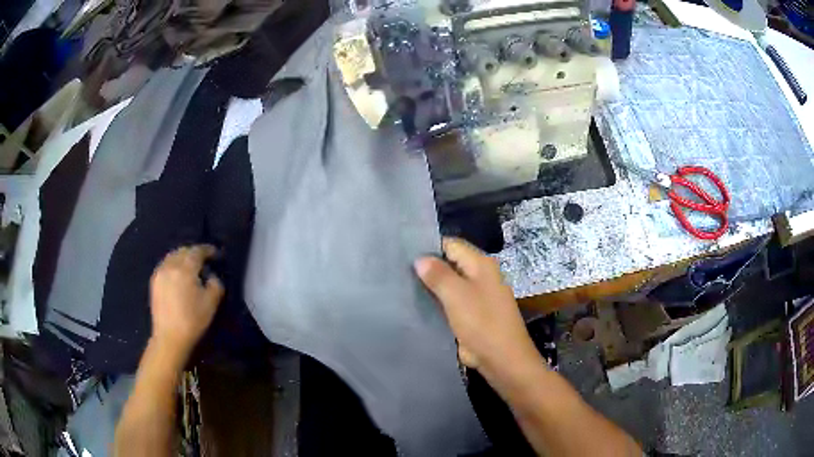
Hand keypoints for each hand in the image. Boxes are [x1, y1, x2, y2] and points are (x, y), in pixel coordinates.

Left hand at [149, 245, 223, 357]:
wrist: (169, 337)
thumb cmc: (192, 321)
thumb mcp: (211, 304)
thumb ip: (215, 284)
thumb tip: (211, 277)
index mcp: (185, 269)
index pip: (197, 252)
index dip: (207, 250)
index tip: (215, 253)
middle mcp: (170, 266)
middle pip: (183, 251)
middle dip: (194, 252)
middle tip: (203, 259)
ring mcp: (160, 273)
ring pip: (172, 256)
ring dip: (182, 257)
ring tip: (190, 265)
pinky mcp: (154, 281)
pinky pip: (165, 265)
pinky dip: (173, 264)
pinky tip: (177, 274)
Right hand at [414, 238, 538, 375]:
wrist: (502, 359)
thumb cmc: (481, 323)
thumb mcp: (457, 295)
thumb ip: (438, 274)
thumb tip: (420, 259)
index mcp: (481, 264)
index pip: (451, 245)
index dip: (428, 247)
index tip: (402, 252)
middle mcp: (480, 276)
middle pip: (450, 264)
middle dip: (427, 268)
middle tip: (397, 270)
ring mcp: (476, 296)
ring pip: (449, 285)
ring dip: (430, 287)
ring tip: (401, 285)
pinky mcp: (472, 315)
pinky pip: (450, 303)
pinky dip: (436, 303)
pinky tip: (415, 304)